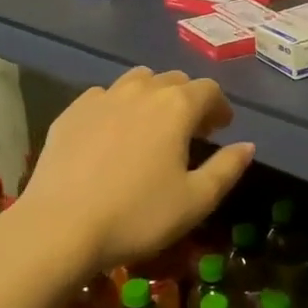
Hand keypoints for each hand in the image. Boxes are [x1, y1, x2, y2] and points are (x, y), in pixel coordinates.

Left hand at [11, 67, 254, 273]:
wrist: (60, 226)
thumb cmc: (138, 215)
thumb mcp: (195, 201)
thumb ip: (227, 168)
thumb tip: (247, 146)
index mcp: (176, 107)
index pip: (208, 90)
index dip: (220, 106)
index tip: (221, 128)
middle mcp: (141, 91)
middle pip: (173, 80)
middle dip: (188, 99)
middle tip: (191, 129)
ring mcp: (102, 97)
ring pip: (137, 81)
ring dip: (152, 96)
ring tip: (152, 125)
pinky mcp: (71, 112)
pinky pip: (103, 96)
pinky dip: (117, 106)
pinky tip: (112, 133)